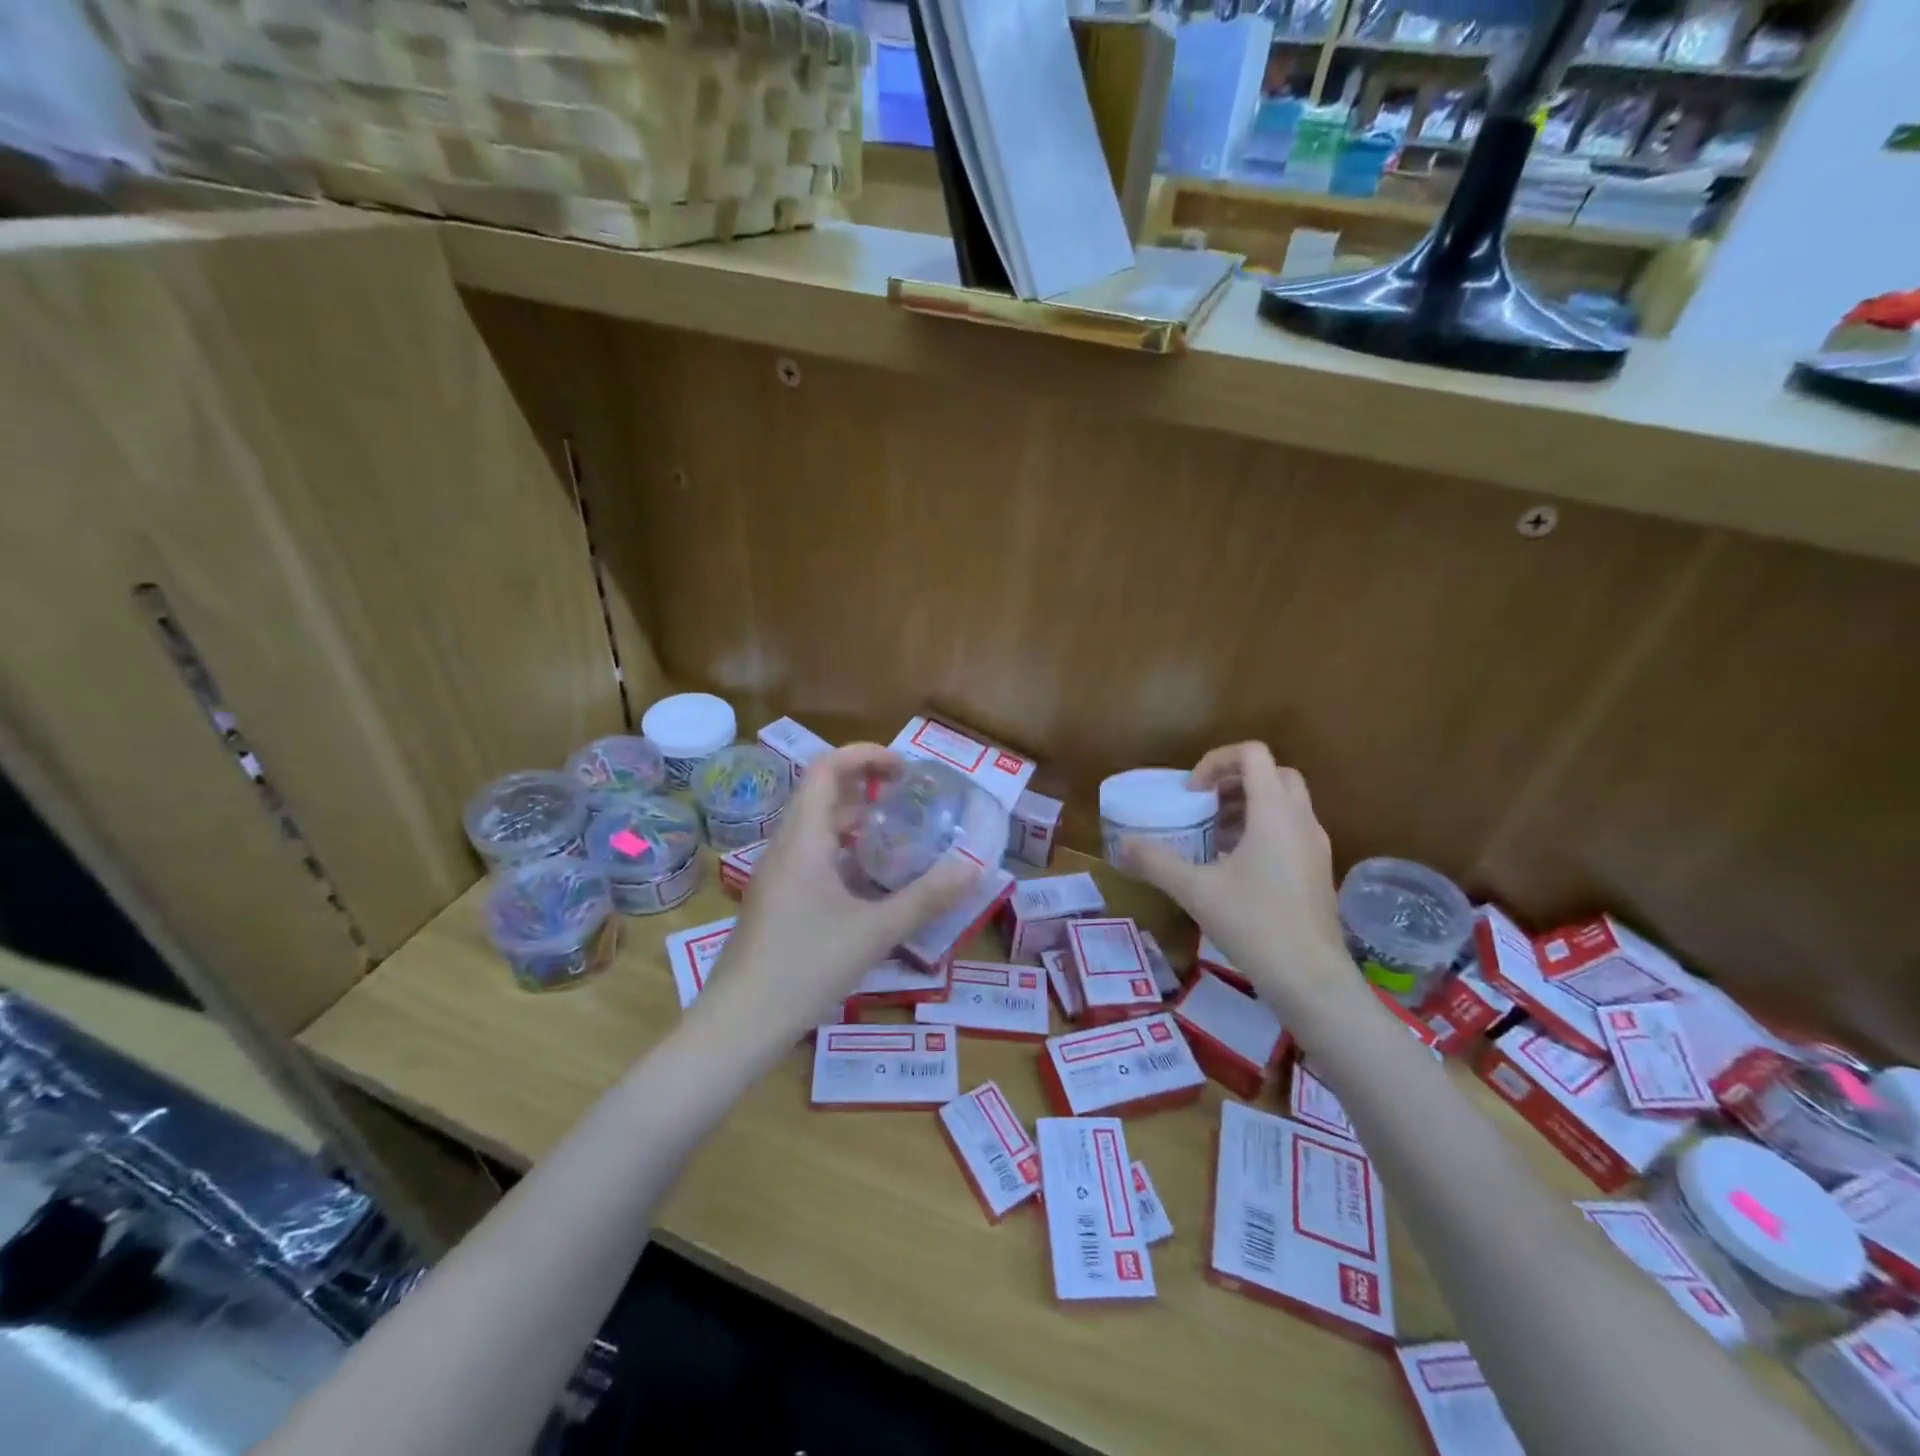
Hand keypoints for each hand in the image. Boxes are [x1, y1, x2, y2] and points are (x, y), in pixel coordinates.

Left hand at [705, 744, 981, 1041]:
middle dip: (864, 783)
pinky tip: (868, 879)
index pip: (826, 768)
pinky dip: (841, 848)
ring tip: (896, 831)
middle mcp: (785, 846)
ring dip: (853, 817)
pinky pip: (810, 854)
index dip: (865, 755)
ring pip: (814, 825)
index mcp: (803, 839)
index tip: (904, 769)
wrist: (739, 1023)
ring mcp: (776, 874)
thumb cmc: (806, 967)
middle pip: (820, 791)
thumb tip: (974, 868)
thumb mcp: (875, 932)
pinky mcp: (775, 899)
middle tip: (907, 795)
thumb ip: (926, 898)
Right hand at [1118, 743, 1350, 1014]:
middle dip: (1235, 780)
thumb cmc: (1255, 925)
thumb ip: (1156, 862)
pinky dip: (1262, 830)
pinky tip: (1235, 867)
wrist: (1312, 980)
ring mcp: (1315, 846)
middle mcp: (1301, 821)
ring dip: (1248, 806)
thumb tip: (1122, 844)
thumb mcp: (1195, 891)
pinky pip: (1290, 830)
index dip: (1216, 761)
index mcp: (1274, 813)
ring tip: (1213, 836)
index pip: (1253, 754)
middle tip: (1204, 806)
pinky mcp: (1318, 870)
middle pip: (1274, 774)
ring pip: (1285, 803)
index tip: (1192, 794)